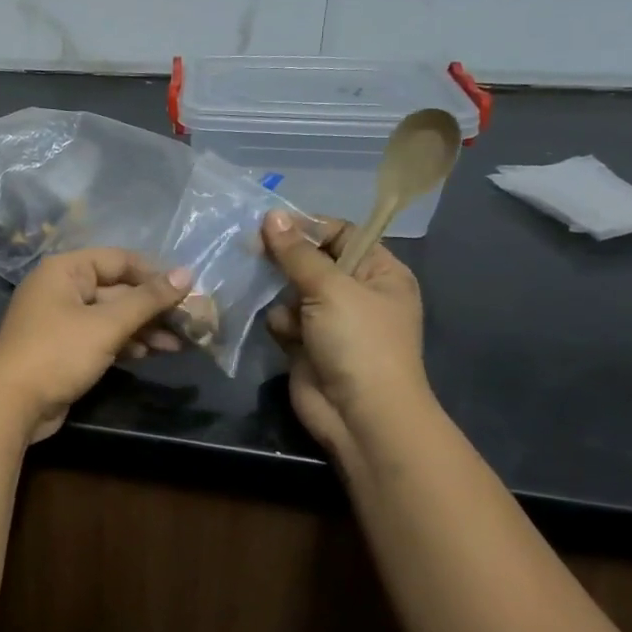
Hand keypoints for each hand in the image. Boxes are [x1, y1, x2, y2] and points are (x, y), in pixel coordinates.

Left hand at [0, 249, 192, 442]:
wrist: (10, 404)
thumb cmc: (58, 353)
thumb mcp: (106, 325)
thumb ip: (147, 299)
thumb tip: (187, 273)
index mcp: (65, 269)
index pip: (119, 260)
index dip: (154, 273)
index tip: (189, 291)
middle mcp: (61, 287)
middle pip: (117, 288)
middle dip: (153, 306)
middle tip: (191, 322)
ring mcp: (61, 319)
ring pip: (111, 315)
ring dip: (144, 327)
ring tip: (180, 343)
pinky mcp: (64, 347)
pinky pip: (101, 336)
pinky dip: (126, 342)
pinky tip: (153, 353)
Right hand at [261, 210, 428, 457]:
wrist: (360, 416)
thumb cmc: (358, 342)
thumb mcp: (330, 288)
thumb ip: (296, 252)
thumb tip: (271, 215)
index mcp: (380, 272)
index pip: (342, 233)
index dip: (308, 227)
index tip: (270, 224)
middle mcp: (357, 292)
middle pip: (312, 260)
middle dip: (285, 260)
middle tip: (252, 250)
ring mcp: (331, 320)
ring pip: (291, 289)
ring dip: (280, 294)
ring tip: (277, 302)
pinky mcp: (307, 344)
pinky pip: (284, 319)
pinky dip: (280, 323)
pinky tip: (284, 334)